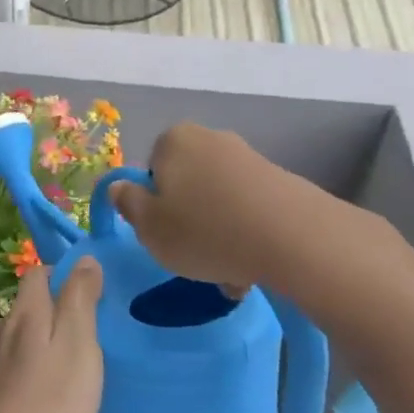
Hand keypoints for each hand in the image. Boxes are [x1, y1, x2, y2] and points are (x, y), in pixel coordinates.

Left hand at [0, 261, 104, 412]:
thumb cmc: (53, 400)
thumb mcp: (78, 342)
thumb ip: (80, 298)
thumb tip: (85, 258)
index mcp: (26, 312)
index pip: (38, 273)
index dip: (65, 272)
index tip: (95, 289)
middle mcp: (6, 328)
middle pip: (32, 301)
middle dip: (61, 303)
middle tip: (97, 323)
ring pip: (27, 330)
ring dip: (52, 333)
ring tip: (82, 352)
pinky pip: (24, 357)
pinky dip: (42, 358)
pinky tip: (59, 381)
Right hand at [107, 122, 300, 287]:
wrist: (294, 238)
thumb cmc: (205, 230)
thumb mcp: (149, 227)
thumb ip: (128, 204)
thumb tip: (119, 187)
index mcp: (174, 141)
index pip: (151, 171)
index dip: (154, 205)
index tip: (163, 234)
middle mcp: (211, 139)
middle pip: (187, 185)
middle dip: (188, 218)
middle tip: (192, 256)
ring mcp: (249, 158)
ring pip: (218, 201)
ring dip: (217, 233)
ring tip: (227, 273)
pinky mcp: (281, 181)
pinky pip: (248, 210)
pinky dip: (245, 234)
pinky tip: (251, 266)